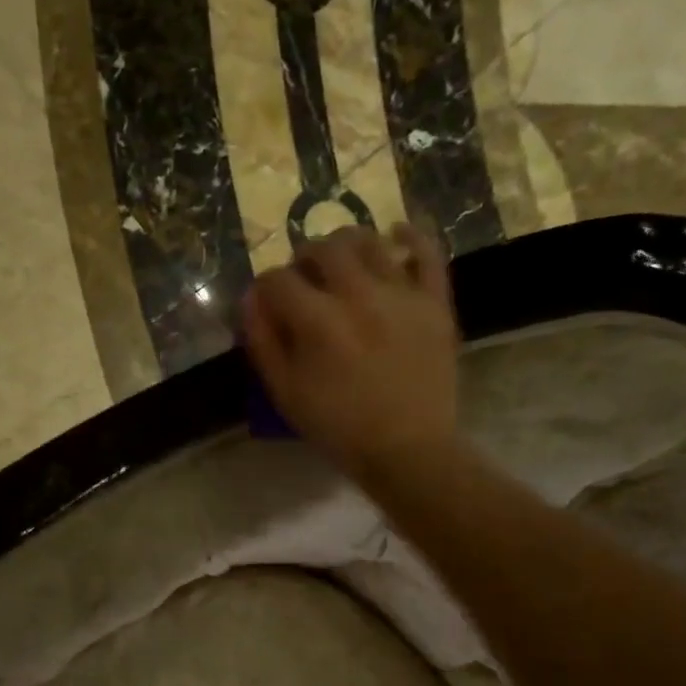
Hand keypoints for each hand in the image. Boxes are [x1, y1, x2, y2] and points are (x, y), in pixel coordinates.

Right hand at [243, 223, 460, 482]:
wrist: (409, 450)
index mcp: (318, 320)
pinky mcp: (435, 302)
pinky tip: (395, 236)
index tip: (268, 304)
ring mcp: (402, 294)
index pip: (277, 280)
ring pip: (369, 241)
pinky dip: (411, 236)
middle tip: (304, 281)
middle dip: (303, 259)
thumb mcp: (286, 394)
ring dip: (346, 245)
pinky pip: (427, 252)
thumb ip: (263, 342)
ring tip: (342, 264)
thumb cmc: (340, 429)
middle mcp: (359, 294)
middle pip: (322, 248)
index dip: (265, 289)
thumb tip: (250, 298)